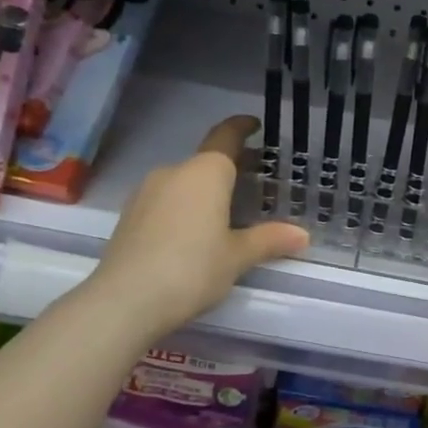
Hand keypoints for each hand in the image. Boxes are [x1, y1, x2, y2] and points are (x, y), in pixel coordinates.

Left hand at [82, 116, 307, 341]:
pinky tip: (194, 233)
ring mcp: (146, 193)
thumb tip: (302, 235)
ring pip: (184, 182)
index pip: (226, 137)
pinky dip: (185, 206)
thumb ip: (269, 240)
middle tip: (255, 183)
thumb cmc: (191, 270)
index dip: (241, 128)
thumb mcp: (237, 257)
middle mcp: (174, 172)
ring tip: (226, 213)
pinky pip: (166, 200)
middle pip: (206, 162)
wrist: (124, 301)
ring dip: (206, 190)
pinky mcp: (130, 216)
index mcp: (205, 173)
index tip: (254, 125)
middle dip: (230, 168)